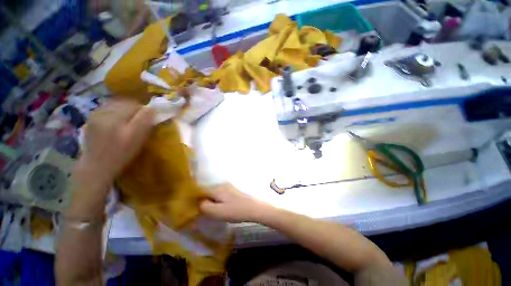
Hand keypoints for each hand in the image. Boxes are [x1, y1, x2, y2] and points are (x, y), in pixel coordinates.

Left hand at [79, 99, 154, 184]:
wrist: (96, 166)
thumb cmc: (121, 154)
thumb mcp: (137, 139)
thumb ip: (144, 121)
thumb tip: (152, 108)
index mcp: (116, 117)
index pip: (134, 104)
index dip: (144, 110)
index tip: (148, 120)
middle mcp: (104, 112)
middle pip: (124, 103)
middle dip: (134, 109)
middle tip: (139, 121)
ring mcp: (95, 115)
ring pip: (116, 105)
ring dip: (125, 110)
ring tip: (128, 122)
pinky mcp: (91, 119)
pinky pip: (107, 109)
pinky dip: (115, 112)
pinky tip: (116, 123)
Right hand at [199, 184, 272, 222]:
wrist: (254, 208)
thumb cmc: (236, 211)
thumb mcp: (217, 212)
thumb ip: (205, 207)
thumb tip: (198, 203)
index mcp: (217, 189)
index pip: (201, 192)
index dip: (197, 200)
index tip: (196, 209)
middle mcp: (222, 185)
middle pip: (208, 193)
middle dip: (205, 202)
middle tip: (206, 213)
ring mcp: (229, 188)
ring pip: (215, 195)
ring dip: (213, 202)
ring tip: (214, 212)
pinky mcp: (234, 192)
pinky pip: (222, 196)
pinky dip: (219, 202)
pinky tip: (223, 209)